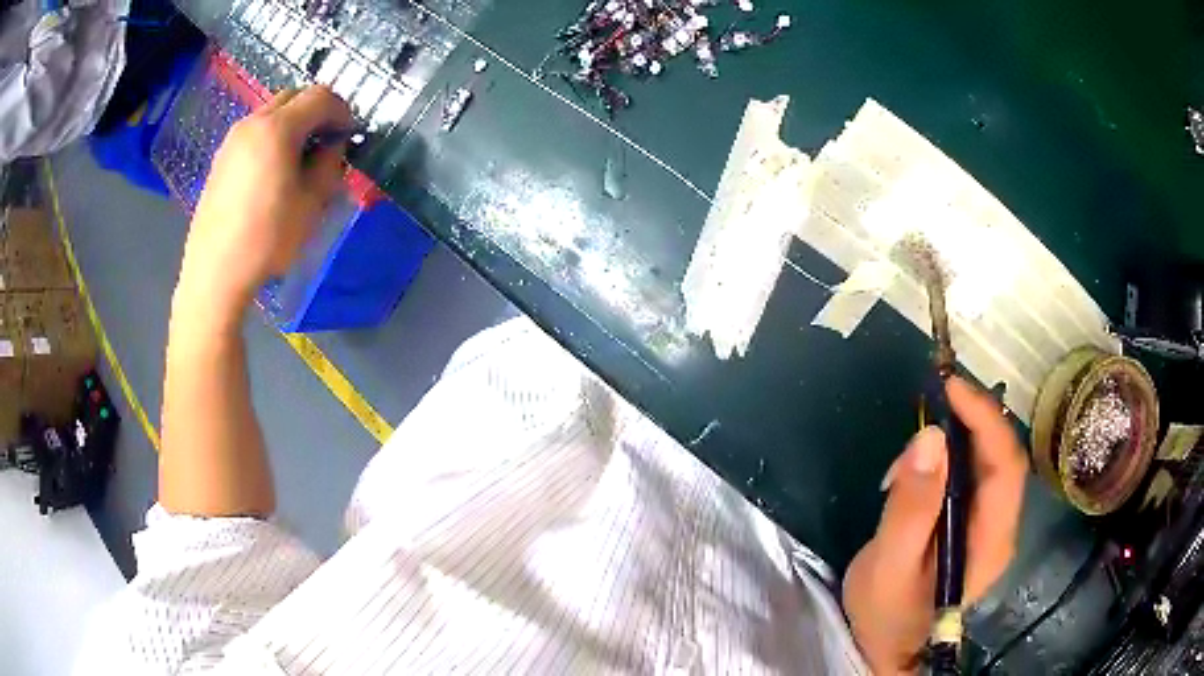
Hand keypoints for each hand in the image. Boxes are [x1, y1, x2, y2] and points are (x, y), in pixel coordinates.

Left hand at [177, 86, 351, 320]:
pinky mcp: (221, 159)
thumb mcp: (312, 203)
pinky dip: (272, 138)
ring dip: (293, 124)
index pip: (320, 96)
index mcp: (278, 129)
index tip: (349, 135)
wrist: (215, 273)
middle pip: (294, 96)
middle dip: (317, 111)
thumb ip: (329, 163)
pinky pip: (254, 133)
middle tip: (327, 142)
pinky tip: (273, 172)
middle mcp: (253, 123)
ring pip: (272, 112)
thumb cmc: (267, 240)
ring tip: (300, 159)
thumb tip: (333, 145)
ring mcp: (232, 140)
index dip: (342, 110)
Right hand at [843, 377, 1027, 674]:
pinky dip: (951, 457)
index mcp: (991, 541)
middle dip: (972, 420)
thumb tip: (929, 436)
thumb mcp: (889, 564)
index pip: (1006, 465)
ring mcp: (991, 526)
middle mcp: (1002, 528)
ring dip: (957, 439)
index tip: (950, 386)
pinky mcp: (975, 524)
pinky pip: (973, 475)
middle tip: (931, 399)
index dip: (985, 419)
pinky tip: (921, 467)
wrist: (887, 647)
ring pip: (988, 462)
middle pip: (1002, 456)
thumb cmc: (887, 614)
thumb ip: (911, 506)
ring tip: (912, 450)